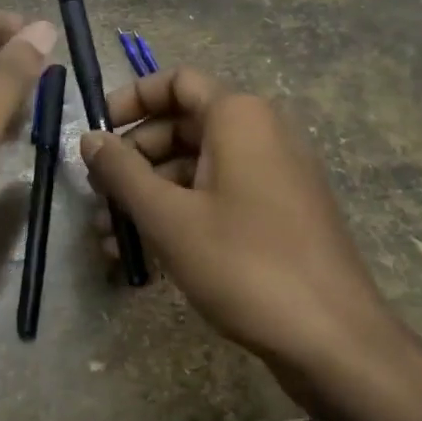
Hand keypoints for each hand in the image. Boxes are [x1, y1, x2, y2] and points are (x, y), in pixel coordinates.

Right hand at [79, 67, 394, 369]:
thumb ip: (122, 172)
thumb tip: (90, 138)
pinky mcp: (278, 212)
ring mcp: (273, 174)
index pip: (176, 82)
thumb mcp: (168, 217)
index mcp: (238, 116)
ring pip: (196, 167)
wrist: (332, 338)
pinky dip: (180, 212)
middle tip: (96, 192)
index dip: (131, 100)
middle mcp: (261, 132)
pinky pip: (218, 195)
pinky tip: (143, 253)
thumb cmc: (243, 263)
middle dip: (133, 158)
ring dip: (149, 194)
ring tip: (108, 235)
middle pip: (181, 126)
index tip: (96, 132)